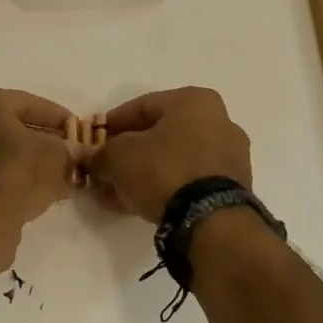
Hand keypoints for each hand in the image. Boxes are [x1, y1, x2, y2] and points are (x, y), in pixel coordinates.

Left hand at [0, 87, 77, 244]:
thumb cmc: (15, 170)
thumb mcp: (55, 155)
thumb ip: (69, 152)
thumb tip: (75, 156)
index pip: (29, 103)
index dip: (58, 117)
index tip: (78, 131)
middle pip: (12, 130)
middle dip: (43, 143)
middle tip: (69, 156)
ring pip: (2, 156)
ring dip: (30, 166)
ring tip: (60, 180)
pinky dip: (14, 184)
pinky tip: (38, 197)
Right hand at [86, 87, 250, 221]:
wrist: (210, 221)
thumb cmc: (163, 170)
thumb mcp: (117, 157)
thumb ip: (100, 154)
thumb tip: (91, 160)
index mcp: (194, 101)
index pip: (142, 106)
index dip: (112, 123)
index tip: (94, 140)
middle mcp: (218, 122)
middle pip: (159, 134)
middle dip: (127, 153)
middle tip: (103, 168)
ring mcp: (229, 156)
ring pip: (172, 160)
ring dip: (142, 174)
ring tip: (114, 192)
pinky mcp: (231, 188)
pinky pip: (187, 181)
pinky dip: (162, 188)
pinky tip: (136, 203)